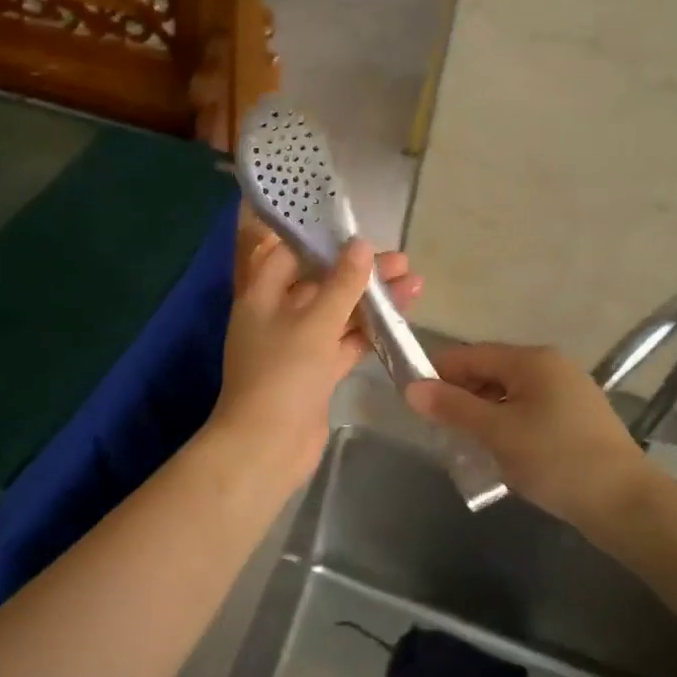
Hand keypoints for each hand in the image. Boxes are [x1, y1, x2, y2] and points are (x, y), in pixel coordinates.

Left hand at [209, 236, 419, 494]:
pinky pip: (344, 342)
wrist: (268, 445)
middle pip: (320, 283)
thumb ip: (341, 283)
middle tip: (401, 261)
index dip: (323, 241)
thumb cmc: (283, 373)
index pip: (290, 254)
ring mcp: (298, 346)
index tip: (359, 231)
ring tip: (414, 283)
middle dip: (359, 272)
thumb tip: (361, 245)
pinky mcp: (316, 372)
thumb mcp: (314, 321)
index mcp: (262, 295)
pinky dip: (370, 331)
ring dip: (371, 300)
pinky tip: (401, 317)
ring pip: (338, 314)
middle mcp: (278, 315)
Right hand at [404, 343, 655, 536]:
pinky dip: (505, 427)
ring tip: (461, 444)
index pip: (471, 355)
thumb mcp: (496, 433)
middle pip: (490, 373)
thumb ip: (452, 408)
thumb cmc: (556, 459)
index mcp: (532, 361)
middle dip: (459, 397)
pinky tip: (495, 453)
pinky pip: (526, 413)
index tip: (411, 398)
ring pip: (507, 396)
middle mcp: (551, 368)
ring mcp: (567, 394)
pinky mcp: (575, 421)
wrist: (627, 505)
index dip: (437, 372)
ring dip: (481, 415)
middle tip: (435, 427)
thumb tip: (410, 388)